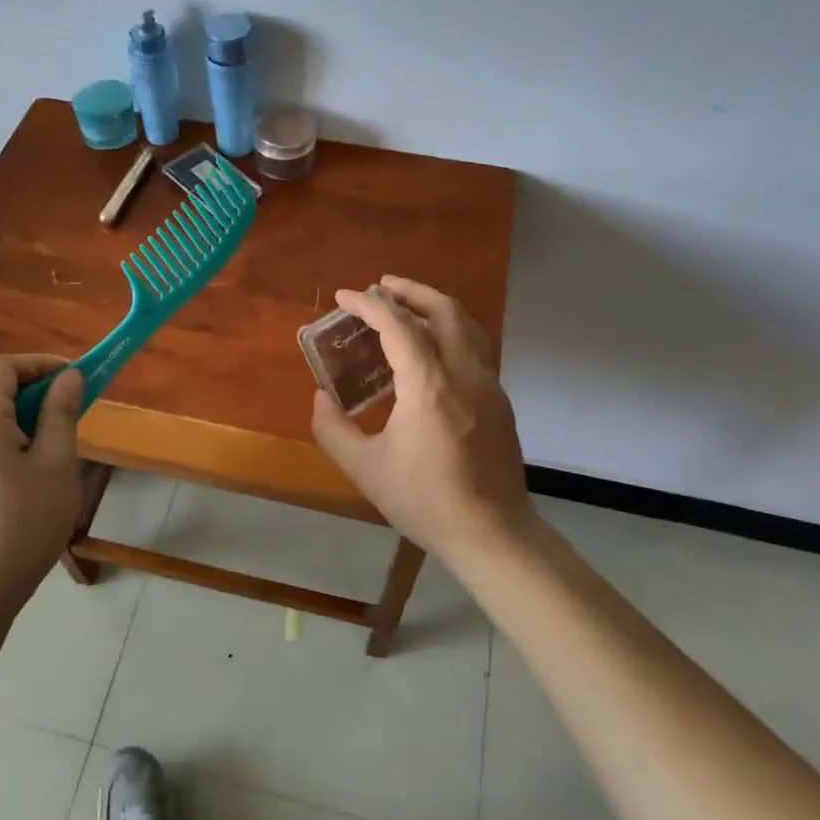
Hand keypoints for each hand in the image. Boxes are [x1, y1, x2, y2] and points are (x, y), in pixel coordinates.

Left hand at [0, 355, 85, 600]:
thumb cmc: (26, 520)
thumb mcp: (56, 462)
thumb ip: (62, 412)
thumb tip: (69, 378)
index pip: (4, 366)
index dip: (41, 364)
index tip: (75, 380)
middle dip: (37, 391)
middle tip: (73, 413)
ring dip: (27, 417)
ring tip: (58, 445)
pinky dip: (11, 439)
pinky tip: (33, 471)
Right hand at [309, 276, 534, 566]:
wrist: (492, 532)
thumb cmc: (425, 501)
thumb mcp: (365, 469)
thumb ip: (333, 429)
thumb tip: (321, 398)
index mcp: (429, 386)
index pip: (398, 326)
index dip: (368, 305)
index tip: (344, 297)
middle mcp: (464, 373)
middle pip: (443, 310)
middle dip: (409, 291)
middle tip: (380, 287)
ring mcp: (488, 384)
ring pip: (466, 325)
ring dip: (434, 306)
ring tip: (406, 306)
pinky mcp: (499, 399)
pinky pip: (475, 346)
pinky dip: (450, 330)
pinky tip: (431, 348)